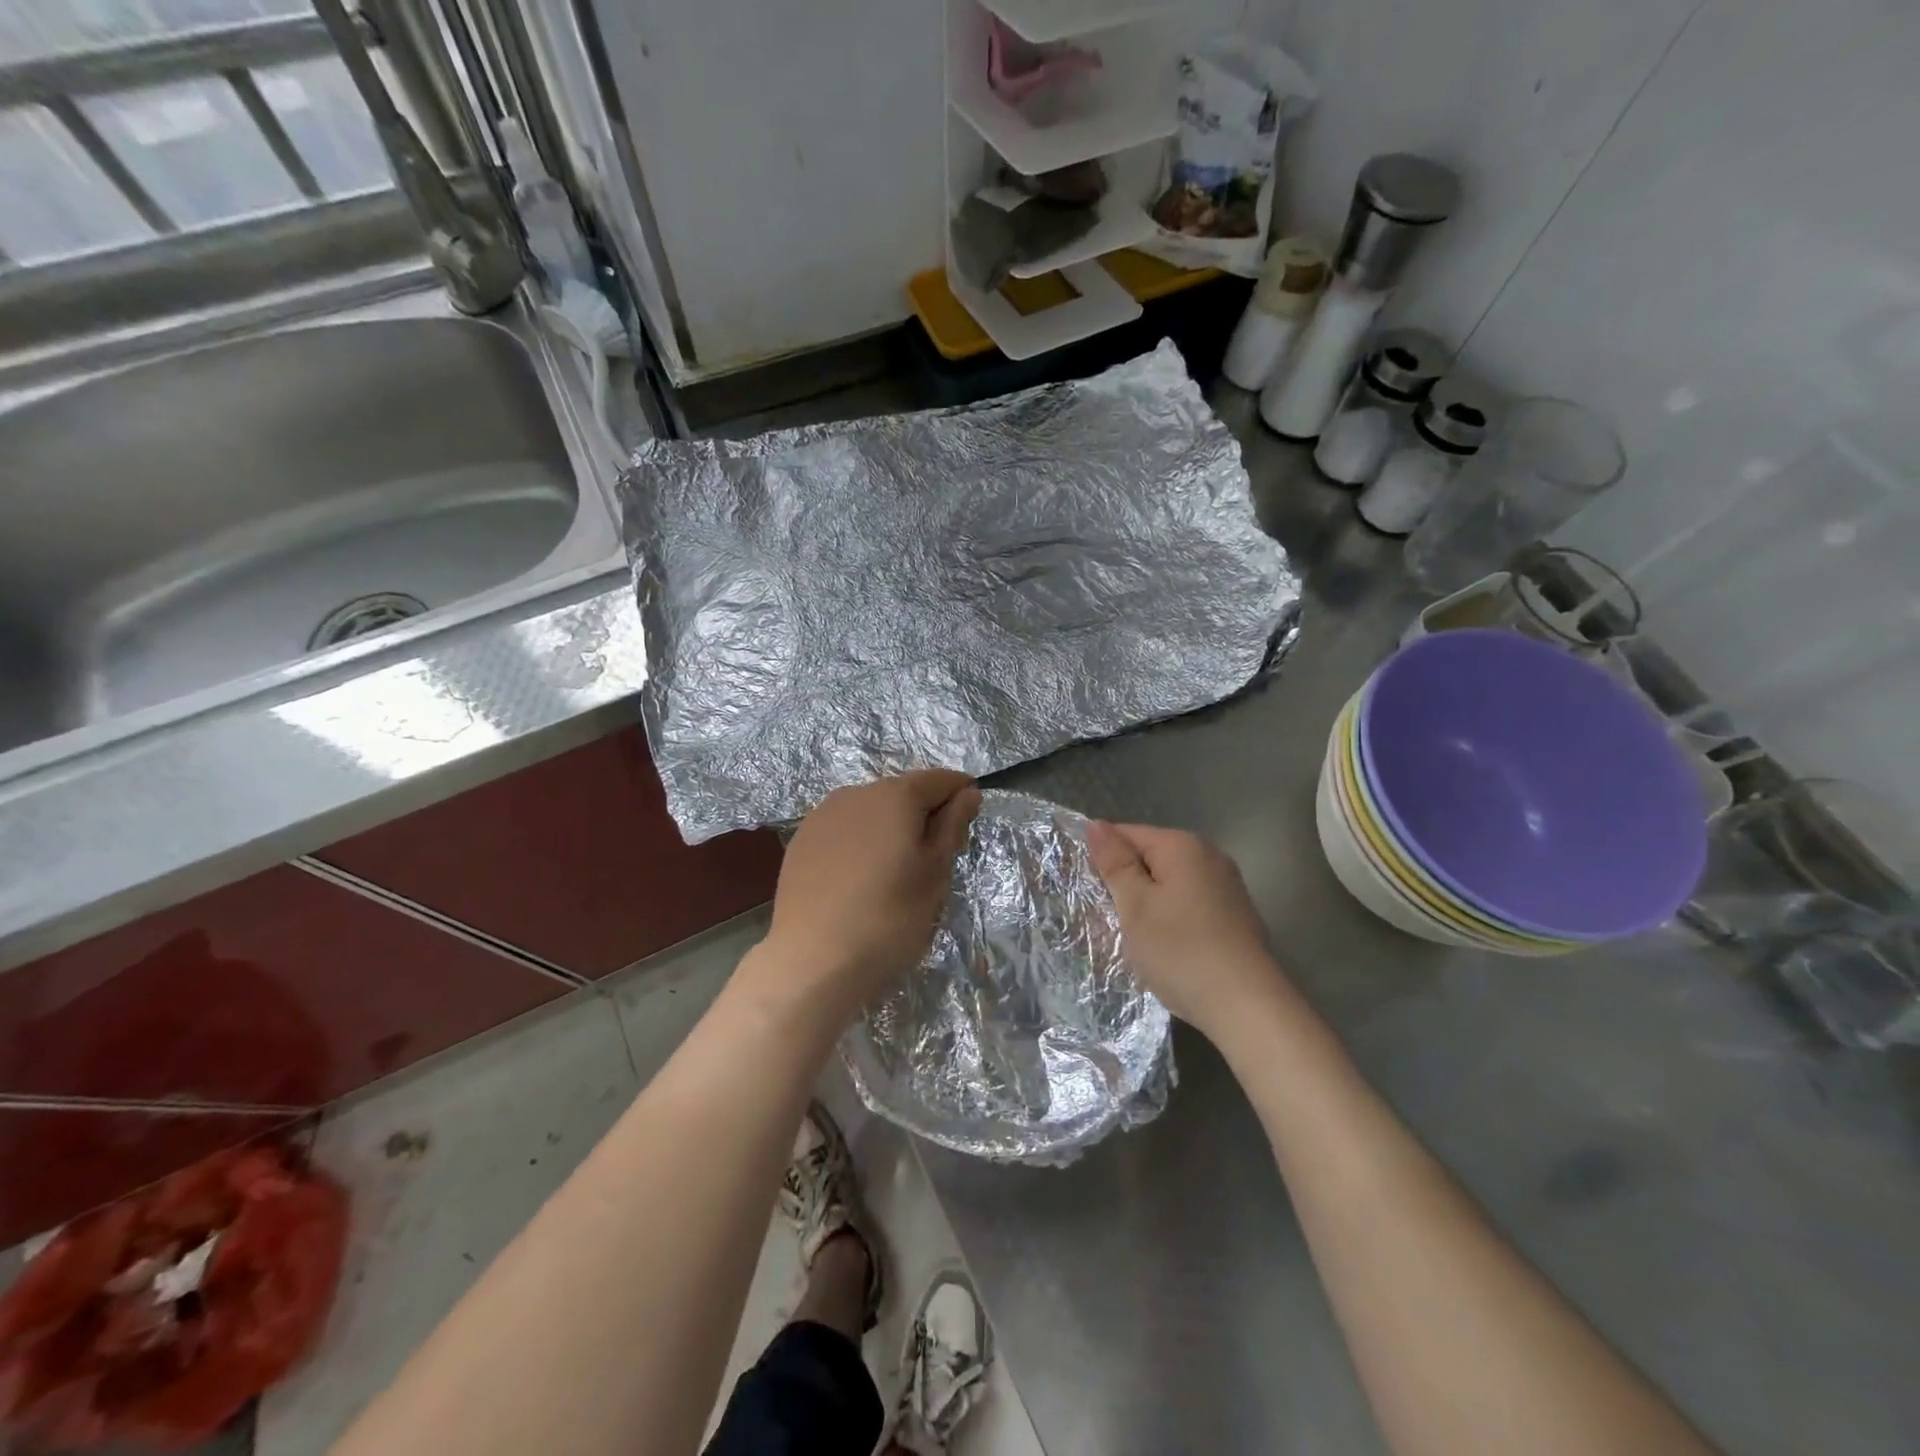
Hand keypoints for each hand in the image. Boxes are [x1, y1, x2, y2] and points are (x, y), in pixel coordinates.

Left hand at [758, 770, 981, 1021]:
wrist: (812, 960)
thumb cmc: (889, 917)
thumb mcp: (935, 873)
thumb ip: (952, 826)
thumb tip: (967, 793)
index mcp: (895, 795)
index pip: (940, 779)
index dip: (961, 796)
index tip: (969, 825)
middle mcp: (855, 792)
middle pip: (903, 792)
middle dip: (925, 814)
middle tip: (937, 858)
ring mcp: (822, 815)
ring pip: (870, 811)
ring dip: (890, 828)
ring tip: (896, 872)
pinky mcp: (801, 841)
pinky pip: (843, 830)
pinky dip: (860, 842)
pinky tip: (861, 878)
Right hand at [1086, 821, 1284, 1041]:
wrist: (1247, 1006)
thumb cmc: (1181, 950)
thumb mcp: (1135, 906)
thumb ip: (1115, 863)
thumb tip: (1096, 825)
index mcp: (1182, 845)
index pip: (1127, 834)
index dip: (1102, 859)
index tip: (1083, 890)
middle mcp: (1209, 856)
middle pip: (1150, 859)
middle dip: (1124, 885)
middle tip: (1102, 919)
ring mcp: (1226, 887)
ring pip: (1169, 885)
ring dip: (1146, 906)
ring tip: (1128, 938)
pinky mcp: (1235, 916)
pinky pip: (1189, 905)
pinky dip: (1170, 919)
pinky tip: (1163, 948)